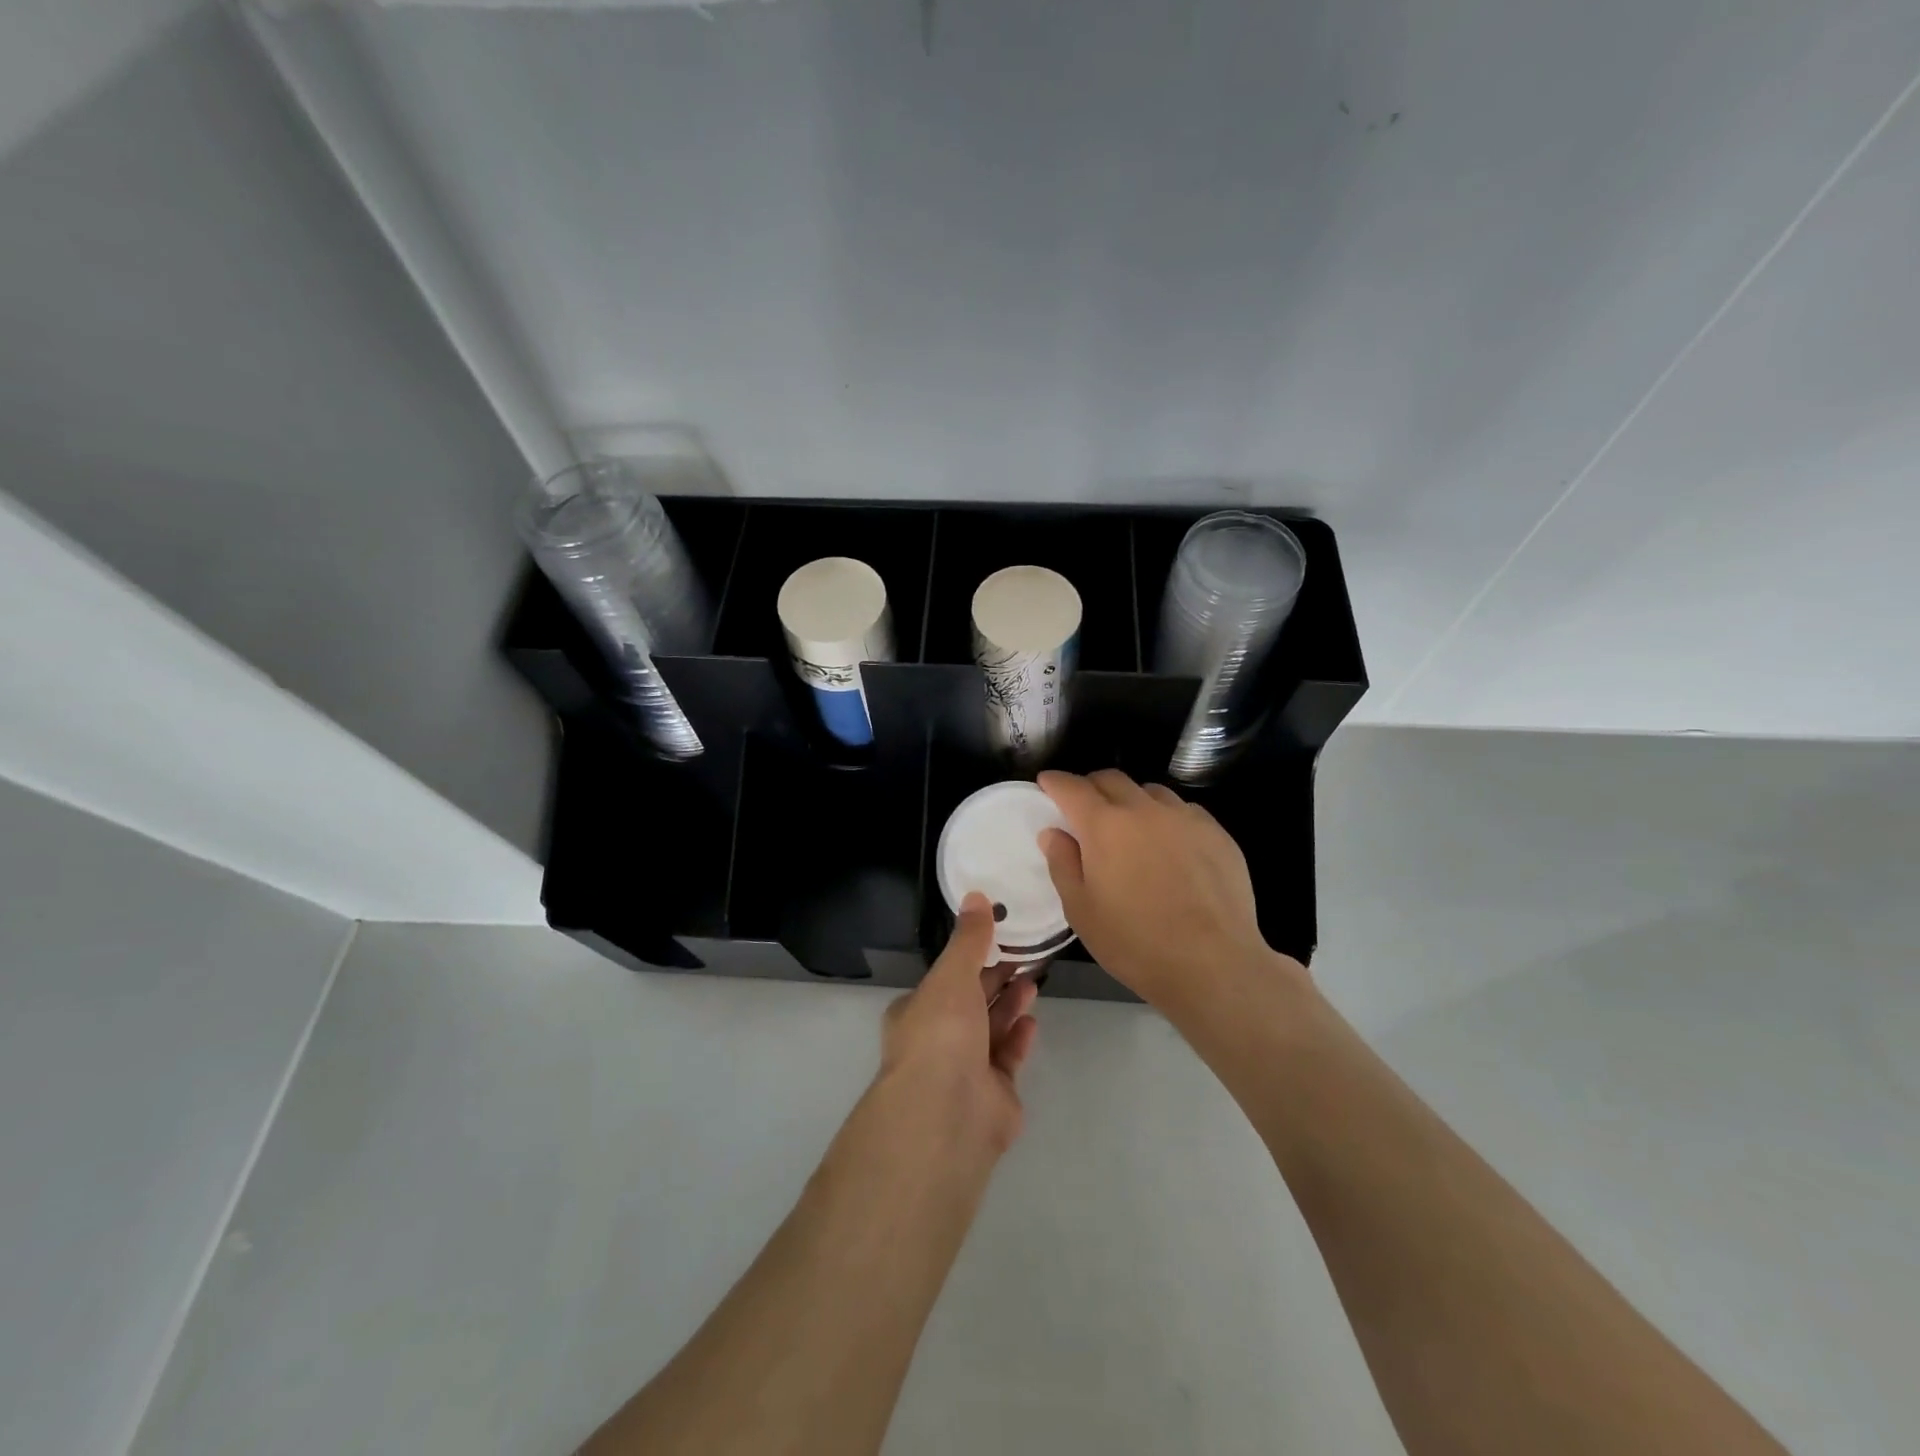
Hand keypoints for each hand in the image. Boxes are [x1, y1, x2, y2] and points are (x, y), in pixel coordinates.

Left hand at [878, 892, 1039, 1155]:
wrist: (947, 1113)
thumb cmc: (941, 1033)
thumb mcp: (952, 975)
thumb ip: (969, 939)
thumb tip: (976, 895)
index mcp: (917, 1010)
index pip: (946, 978)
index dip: (971, 957)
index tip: (998, 936)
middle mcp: (937, 1039)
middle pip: (971, 1002)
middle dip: (996, 978)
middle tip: (1026, 953)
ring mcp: (964, 1070)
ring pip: (990, 1029)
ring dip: (1010, 1004)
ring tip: (1033, 979)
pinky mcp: (993, 1095)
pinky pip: (1007, 1058)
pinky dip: (1018, 1038)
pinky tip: (1032, 1020)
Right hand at [1038, 769, 1302, 1013]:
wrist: (1214, 965)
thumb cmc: (1135, 943)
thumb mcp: (1081, 911)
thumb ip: (1063, 864)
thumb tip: (1054, 832)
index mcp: (1105, 825)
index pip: (1072, 787)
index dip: (1055, 782)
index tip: (1047, 784)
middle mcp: (1144, 809)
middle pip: (1111, 779)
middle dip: (1092, 786)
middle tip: (1084, 808)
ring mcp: (1185, 817)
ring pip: (1150, 791)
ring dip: (1131, 800)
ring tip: (1130, 828)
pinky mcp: (1217, 832)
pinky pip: (1183, 810)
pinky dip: (1166, 817)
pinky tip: (1170, 846)